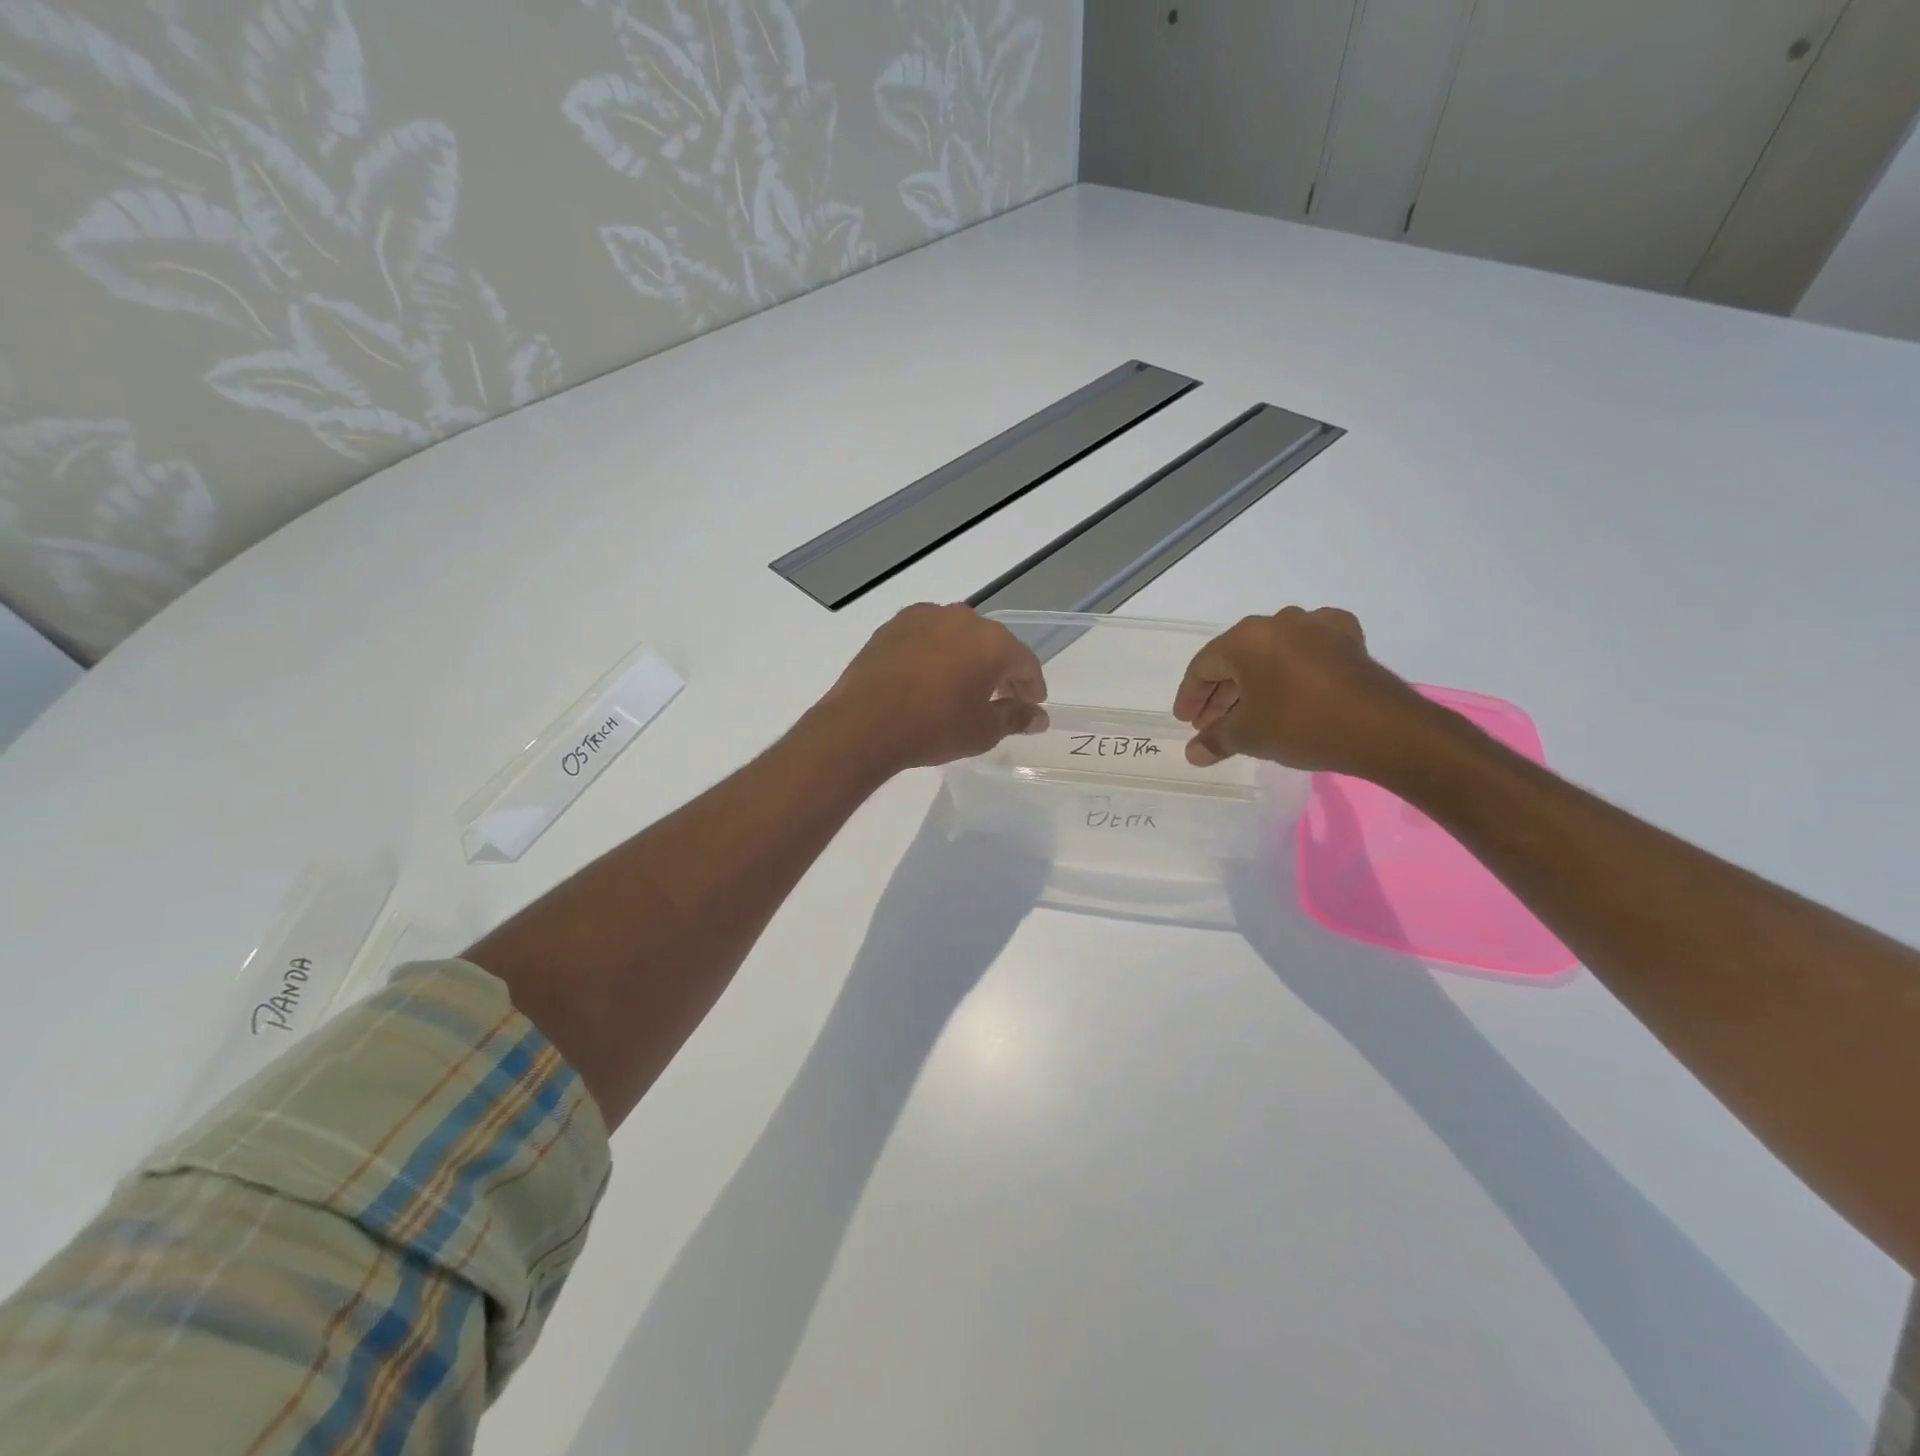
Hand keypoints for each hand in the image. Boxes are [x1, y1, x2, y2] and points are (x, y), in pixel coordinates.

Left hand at [819, 604, 1048, 771]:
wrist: (864, 722)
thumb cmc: (934, 728)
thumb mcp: (982, 731)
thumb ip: (1015, 718)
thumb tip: (1038, 717)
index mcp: (993, 642)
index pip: (1024, 662)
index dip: (1032, 686)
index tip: (1032, 704)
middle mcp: (962, 619)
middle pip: (993, 644)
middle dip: (1000, 670)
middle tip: (1001, 698)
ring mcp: (925, 617)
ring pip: (958, 636)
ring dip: (967, 657)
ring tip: (963, 686)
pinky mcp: (894, 625)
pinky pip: (927, 636)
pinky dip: (936, 653)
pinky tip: (929, 676)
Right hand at [1172, 606, 1422, 775]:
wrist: (1382, 729)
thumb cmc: (1301, 725)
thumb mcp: (1248, 736)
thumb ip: (1215, 740)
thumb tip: (1193, 753)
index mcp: (1246, 639)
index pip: (1203, 665)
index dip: (1190, 695)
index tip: (1186, 721)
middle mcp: (1278, 622)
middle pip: (1236, 657)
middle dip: (1220, 692)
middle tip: (1211, 723)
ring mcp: (1317, 626)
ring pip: (1271, 653)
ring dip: (1254, 682)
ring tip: (1248, 712)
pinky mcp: (1348, 639)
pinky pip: (1308, 649)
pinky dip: (1293, 667)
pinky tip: (1293, 682)